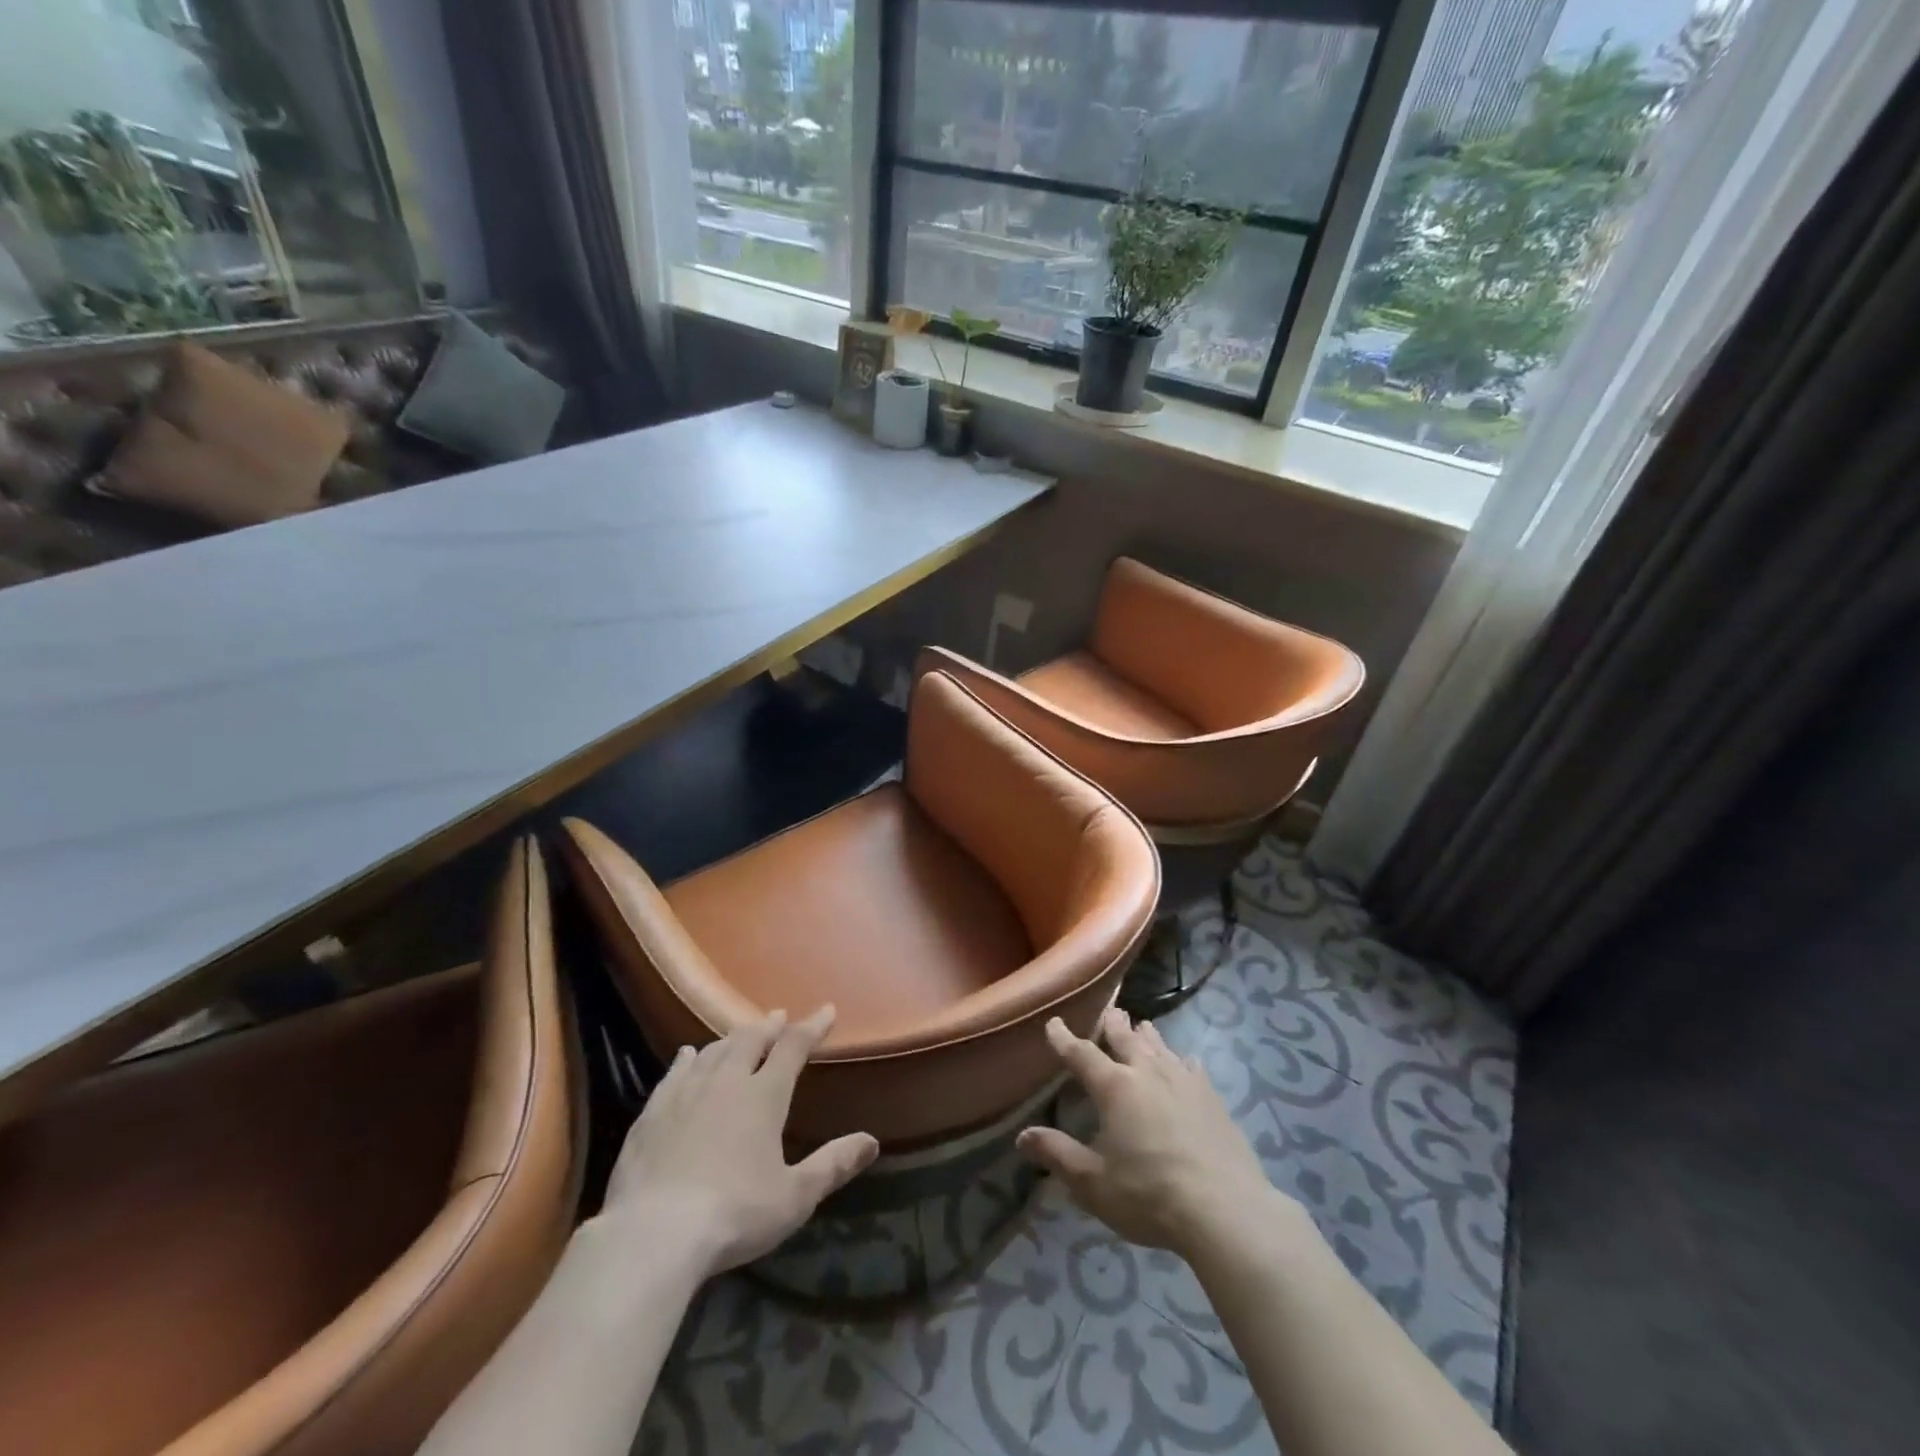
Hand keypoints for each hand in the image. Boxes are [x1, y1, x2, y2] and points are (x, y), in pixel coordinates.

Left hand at [598, 1006, 878, 1276]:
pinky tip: (688, 1054)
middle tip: (779, 1017)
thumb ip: (833, 1165)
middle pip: (751, 1041)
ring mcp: (685, 1093)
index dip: (812, 1027)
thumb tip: (871, 1141)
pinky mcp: (652, 1113)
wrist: (653, 1235)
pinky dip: (688, 1059)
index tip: (827, 1011)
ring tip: (741, 1034)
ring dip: (732, 1039)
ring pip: (714, 1051)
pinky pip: (675, 1073)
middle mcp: (726, 1082)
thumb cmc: (734, 1214)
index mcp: (764, 1095)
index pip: (793, 1048)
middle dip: (769, 1027)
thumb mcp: (794, 1197)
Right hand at [1017, 1009, 1281, 1254]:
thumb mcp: (1093, 1183)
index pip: (1082, 1054)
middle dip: (1112, 1024)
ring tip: (1141, 1026)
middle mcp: (1147, 1072)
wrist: (1224, 1209)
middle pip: (1125, 1039)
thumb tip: (1023, 1135)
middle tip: (1108, 1011)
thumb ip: (1058, 1155)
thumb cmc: (1149, 1195)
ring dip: (1146, 1035)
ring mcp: (1184, 1081)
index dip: (1064, 1039)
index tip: (1054, 1024)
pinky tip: (1185, 1062)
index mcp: (1115, 1087)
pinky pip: (1192, 1067)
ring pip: (1160, 1046)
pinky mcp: (1212, 1097)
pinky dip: (1181, 1060)